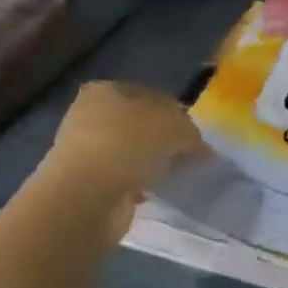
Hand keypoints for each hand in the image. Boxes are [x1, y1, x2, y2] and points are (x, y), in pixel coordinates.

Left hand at [34, 81, 204, 245]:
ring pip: (132, 153)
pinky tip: (155, 192)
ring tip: (175, 176)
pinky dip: (140, 185)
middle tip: (189, 156)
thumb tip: (202, 149)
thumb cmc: (127, 146)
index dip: (177, 113)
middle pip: (140, 125)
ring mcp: (86, 151)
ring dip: (151, 163)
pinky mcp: (87, 183)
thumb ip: (191, 134)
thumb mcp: (174, 128)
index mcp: (105, 90)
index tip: (196, 135)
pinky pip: (124, 179)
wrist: (85, 197)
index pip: (151, 95)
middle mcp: (90, 115)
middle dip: (164, 140)